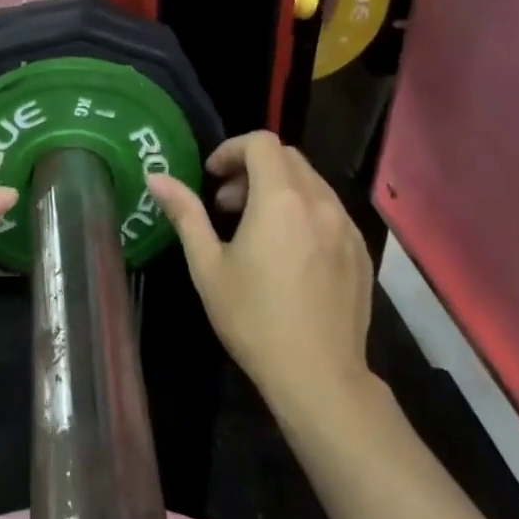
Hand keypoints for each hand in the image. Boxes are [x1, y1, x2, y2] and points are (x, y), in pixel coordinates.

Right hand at [149, 132, 376, 412]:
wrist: (318, 376)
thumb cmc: (253, 318)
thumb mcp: (208, 265)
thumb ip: (185, 213)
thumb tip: (156, 177)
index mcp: (280, 199)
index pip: (261, 142)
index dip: (231, 150)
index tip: (212, 178)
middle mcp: (320, 202)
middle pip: (287, 158)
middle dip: (252, 169)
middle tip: (226, 207)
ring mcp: (346, 226)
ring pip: (311, 183)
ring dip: (278, 189)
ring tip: (255, 231)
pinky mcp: (361, 251)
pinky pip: (330, 211)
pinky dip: (304, 212)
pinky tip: (288, 254)